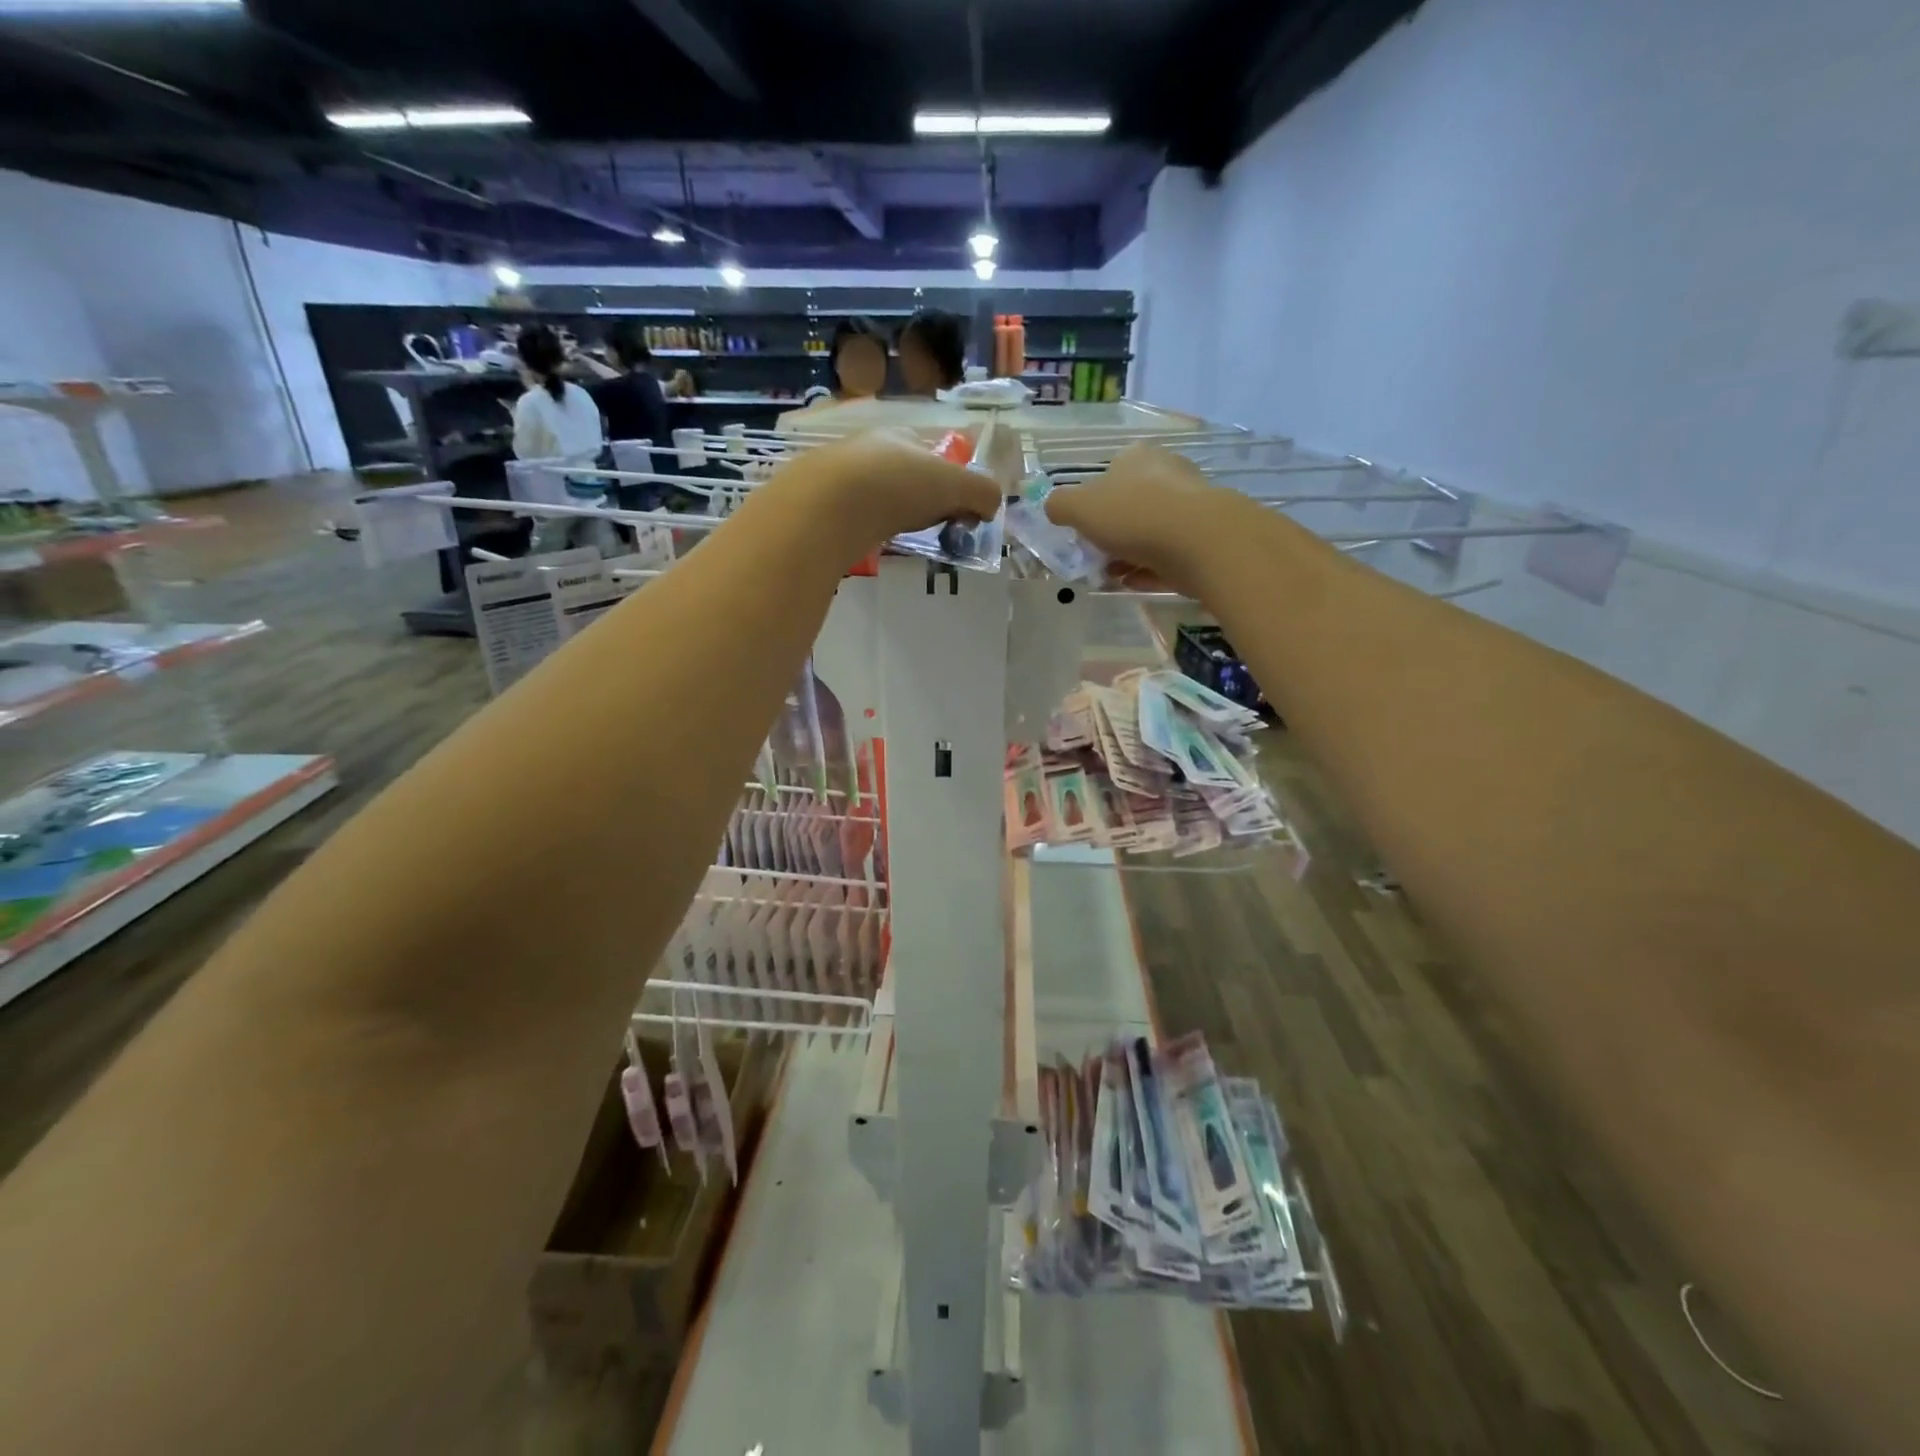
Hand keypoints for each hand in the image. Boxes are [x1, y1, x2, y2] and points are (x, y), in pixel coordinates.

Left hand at [771, 430, 1002, 564]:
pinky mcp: (813, 504)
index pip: (928, 451)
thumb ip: (982, 493)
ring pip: (870, 495)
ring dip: (886, 515)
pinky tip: (865, 544)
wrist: (826, 506)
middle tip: (929, 528)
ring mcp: (835, 475)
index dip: (946, 477)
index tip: (954, 508)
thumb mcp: (955, 486)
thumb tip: (991, 506)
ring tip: (896, 540)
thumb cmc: (897, 486)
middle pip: (899, 473)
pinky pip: (847, 517)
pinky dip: (860, 530)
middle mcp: (864, 448)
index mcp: (898, 435)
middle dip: (915, 498)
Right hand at [1044, 444, 1236, 594]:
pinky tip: (1135, 583)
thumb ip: (1059, 505)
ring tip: (1113, 576)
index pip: (1108, 473)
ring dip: (1129, 554)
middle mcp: (1167, 473)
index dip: (1091, 503)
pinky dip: (1150, 569)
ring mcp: (1190, 505)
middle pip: (1130, 504)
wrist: (1199, 542)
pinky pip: (1168, 554)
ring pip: (1150, 531)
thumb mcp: (1079, 507)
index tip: (1083, 530)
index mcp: (1137, 457)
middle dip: (1111, 533)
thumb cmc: (1133, 515)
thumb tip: (1053, 507)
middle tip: (1096, 557)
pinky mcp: (1205, 537)